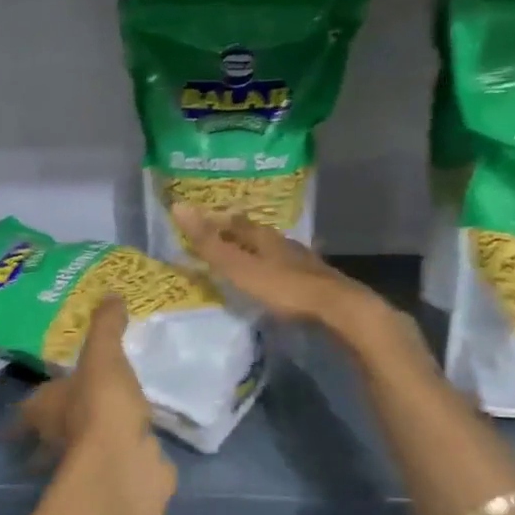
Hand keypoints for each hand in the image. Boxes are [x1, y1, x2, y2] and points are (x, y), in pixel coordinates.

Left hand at [16, 296, 175, 514]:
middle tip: (60, 422)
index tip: (18, 417)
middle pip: (45, 438)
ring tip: (99, 433)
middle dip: (49, 433)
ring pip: (74, 455)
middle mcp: (56, 439)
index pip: (26, 411)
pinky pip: (111, 465)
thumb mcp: (102, 355)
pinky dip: (118, 457)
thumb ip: (105, 327)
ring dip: (81, 447)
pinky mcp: (112, 479)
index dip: (22, 414)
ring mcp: (83, 464)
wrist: (124, 462)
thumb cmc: (100, 403)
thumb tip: (111, 294)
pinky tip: (132, 447)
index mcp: (45, 409)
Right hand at [172, 204, 378, 326]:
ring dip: (261, 251)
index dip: (218, 220)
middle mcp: (284, 244)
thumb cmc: (283, 287)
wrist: (336, 308)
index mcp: (264, 237)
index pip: (236, 222)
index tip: (201, 221)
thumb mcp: (238, 267)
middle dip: (239, 234)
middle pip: (258, 234)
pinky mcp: (316, 281)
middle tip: (222, 237)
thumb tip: (178, 206)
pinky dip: (278, 269)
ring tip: (247, 256)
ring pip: (276, 250)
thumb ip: (209, 242)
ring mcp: (304, 262)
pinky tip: (279, 277)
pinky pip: (291, 269)